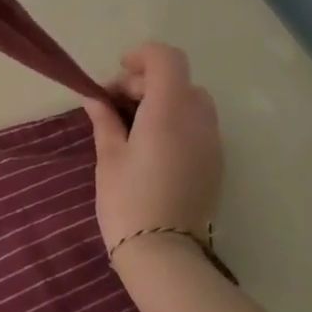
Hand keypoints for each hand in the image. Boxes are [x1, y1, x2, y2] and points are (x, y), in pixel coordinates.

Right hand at [83, 43, 222, 247]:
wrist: (165, 255)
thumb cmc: (128, 201)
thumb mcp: (109, 156)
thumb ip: (105, 119)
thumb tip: (95, 98)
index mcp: (169, 112)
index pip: (167, 59)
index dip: (142, 56)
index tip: (118, 74)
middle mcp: (198, 120)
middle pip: (178, 80)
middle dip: (146, 83)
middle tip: (114, 106)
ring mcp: (212, 143)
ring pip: (192, 102)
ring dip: (163, 102)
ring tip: (133, 127)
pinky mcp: (216, 163)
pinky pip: (199, 126)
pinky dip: (176, 122)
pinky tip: (152, 147)